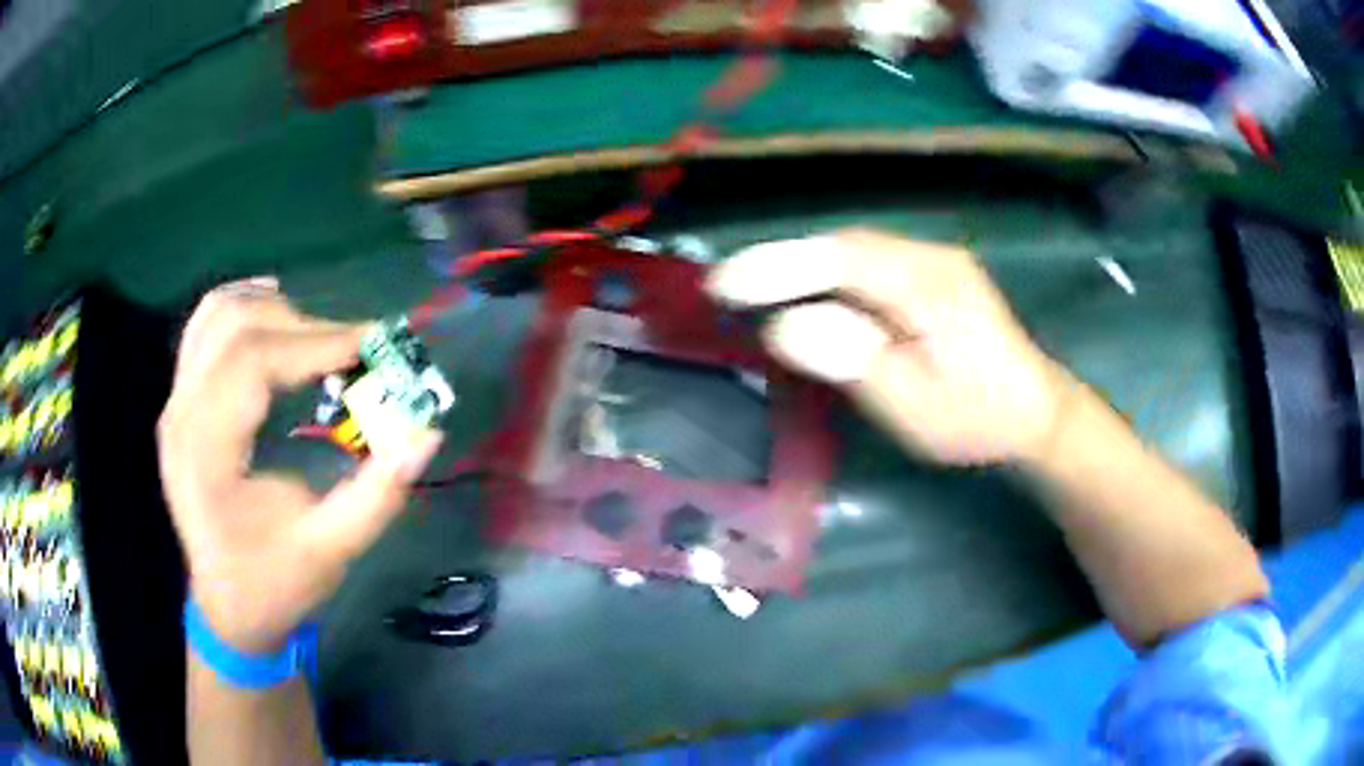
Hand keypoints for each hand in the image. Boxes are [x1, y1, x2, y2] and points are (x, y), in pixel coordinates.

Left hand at [158, 279, 441, 652]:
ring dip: (274, 311)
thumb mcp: (329, 553)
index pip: (252, 362)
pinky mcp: (182, 401)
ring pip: (217, 314)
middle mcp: (181, 415)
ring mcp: (176, 403)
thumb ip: (376, 495)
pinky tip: (276, 317)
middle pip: (235, 326)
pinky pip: (206, 327)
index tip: (372, 345)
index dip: (314, 343)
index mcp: (206, 454)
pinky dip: (245, 308)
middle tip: (355, 351)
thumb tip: (425, 433)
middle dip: (303, 325)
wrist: (227, 608)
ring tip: (320, 338)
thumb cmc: (273, 586)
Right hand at [707, 230, 1067, 465]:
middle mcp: (930, 257)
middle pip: (843, 246)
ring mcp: (932, 261)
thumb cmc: (978, 420)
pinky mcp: (930, 274)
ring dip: (800, 266)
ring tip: (750, 288)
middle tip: (725, 287)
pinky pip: (867, 264)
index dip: (778, 267)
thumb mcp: (917, 406)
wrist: (1035, 413)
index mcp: (930, 286)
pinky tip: (803, 292)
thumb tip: (786, 326)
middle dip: (780, 263)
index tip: (723, 284)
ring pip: (852, 252)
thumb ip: (855, 361)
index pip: (842, 261)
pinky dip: (826, 275)